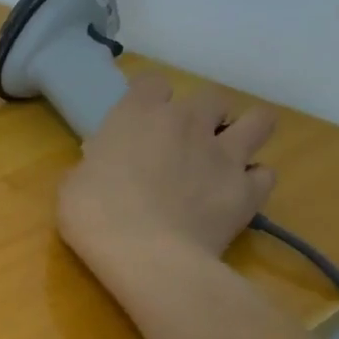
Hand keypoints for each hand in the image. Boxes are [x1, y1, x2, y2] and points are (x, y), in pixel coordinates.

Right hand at [57, 73, 277, 277]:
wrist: (147, 256)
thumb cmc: (95, 214)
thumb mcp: (73, 184)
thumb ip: (94, 164)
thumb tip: (105, 165)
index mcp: (138, 115)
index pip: (151, 82)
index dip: (147, 99)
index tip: (138, 121)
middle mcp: (187, 123)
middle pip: (209, 96)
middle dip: (200, 114)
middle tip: (182, 142)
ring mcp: (224, 154)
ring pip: (259, 120)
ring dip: (244, 132)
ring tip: (225, 154)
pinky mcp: (249, 189)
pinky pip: (265, 173)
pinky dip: (253, 180)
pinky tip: (235, 193)